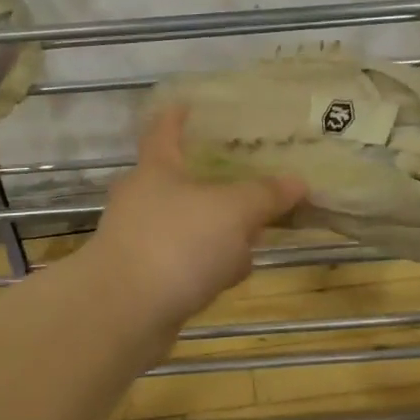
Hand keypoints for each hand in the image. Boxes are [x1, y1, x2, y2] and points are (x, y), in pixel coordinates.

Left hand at [90, 106, 305, 327]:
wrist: (122, 316)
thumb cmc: (176, 243)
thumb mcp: (233, 211)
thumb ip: (265, 195)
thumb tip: (297, 182)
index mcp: (157, 168)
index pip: (165, 129)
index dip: (178, 115)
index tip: (190, 103)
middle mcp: (143, 198)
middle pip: (182, 179)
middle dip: (217, 183)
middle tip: (252, 179)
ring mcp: (140, 239)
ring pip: (188, 224)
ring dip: (218, 230)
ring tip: (255, 236)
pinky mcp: (144, 278)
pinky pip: (184, 261)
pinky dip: (207, 264)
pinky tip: (231, 277)